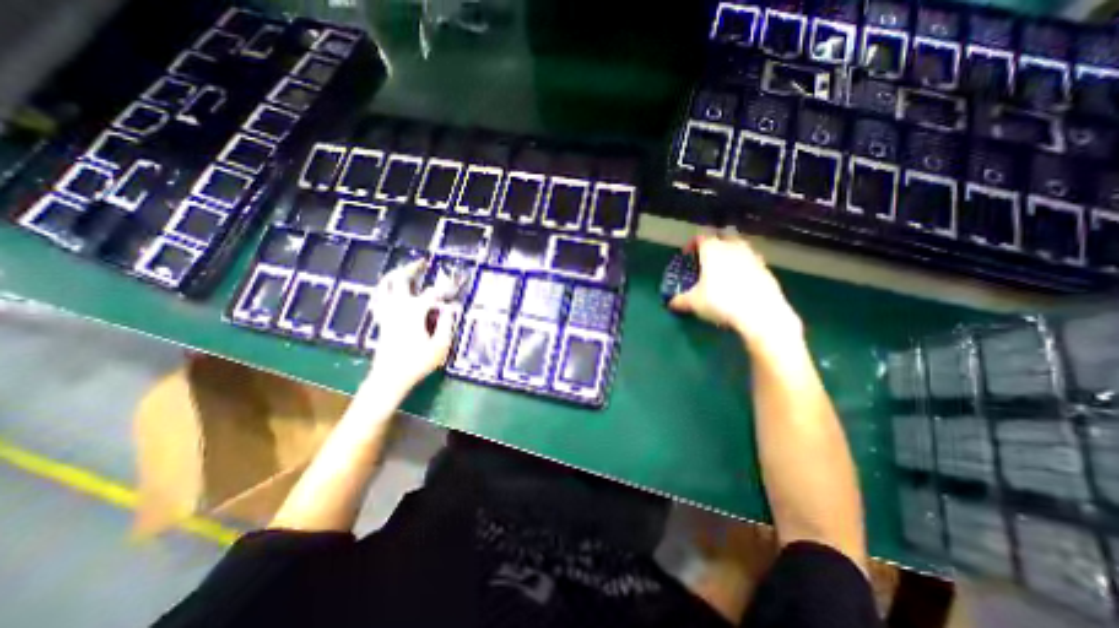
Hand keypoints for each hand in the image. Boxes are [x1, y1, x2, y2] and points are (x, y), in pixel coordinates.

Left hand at [363, 264, 457, 395]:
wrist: (389, 378)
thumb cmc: (417, 362)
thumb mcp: (440, 346)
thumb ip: (447, 324)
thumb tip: (450, 308)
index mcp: (414, 311)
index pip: (432, 293)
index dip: (446, 287)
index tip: (456, 282)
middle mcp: (397, 307)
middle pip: (400, 280)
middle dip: (411, 268)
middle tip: (422, 262)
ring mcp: (386, 313)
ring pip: (384, 286)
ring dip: (394, 275)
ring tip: (403, 270)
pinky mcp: (381, 321)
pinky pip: (378, 299)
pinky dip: (383, 290)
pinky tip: (387, 290)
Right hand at [667, 234, 800, 348]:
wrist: (760, 312)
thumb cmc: (720, 301)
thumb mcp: (694, 303)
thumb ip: (680, 300)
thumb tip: (671, 303)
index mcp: (713, 250)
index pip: (701, 237)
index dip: (692, 244)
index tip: (687, 254)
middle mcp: (733, 247)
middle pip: (723, 237)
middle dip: (714, 244)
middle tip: (707, 258)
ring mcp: (753, 256)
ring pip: (740, 247)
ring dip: (731, 253)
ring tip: (724, 268)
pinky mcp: (767, 269)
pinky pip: (751, 261)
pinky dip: (744, 266)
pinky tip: (740, 281)